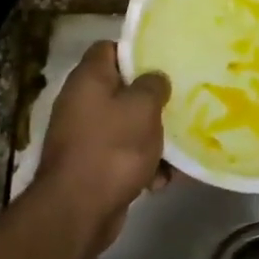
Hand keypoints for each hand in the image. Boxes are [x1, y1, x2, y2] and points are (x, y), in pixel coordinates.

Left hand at [33, 41, 170, 254]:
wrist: (78, 210)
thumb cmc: (112, 148)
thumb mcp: (142, 108)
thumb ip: (153, 85)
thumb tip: (155, 79)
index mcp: (88, 79)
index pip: (109, 49)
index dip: (136, 51)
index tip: (163, 61)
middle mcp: (81, 103)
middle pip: (121, 90)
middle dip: (151, 100)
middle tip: (180, 102)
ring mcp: (84, 137)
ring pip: (127, 127)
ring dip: (152, 138)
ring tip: (179, 148)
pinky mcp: (92, 167)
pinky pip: (123, 157)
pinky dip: (142, 167)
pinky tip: (162, 180)